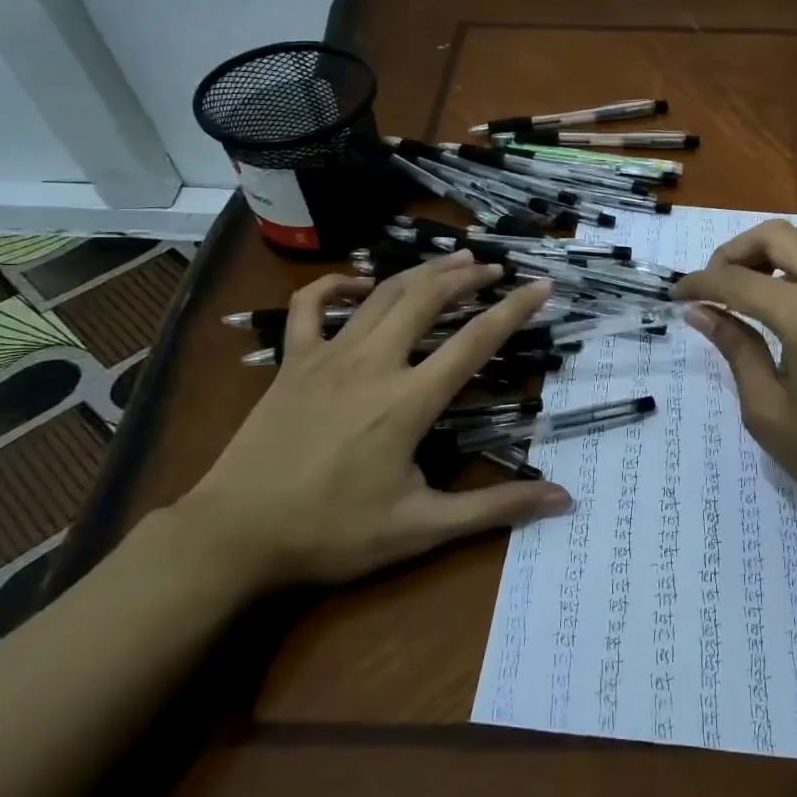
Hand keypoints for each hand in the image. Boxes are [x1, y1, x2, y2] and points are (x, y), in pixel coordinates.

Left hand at [177, 250, 570, 594]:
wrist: (233, 536)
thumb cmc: (331, 532)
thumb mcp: (421, 528)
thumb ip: (493, 508)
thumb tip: (563, 500)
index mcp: (408, 401)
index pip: (475, 341)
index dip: (514, 309)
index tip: (542, 286)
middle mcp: (373, 364)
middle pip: (427, 299)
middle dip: (467, 276)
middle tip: (495, 268)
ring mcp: (327, 356)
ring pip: (382, 294)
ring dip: (422, 271)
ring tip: (453, 260)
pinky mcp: (292, 362)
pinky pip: (310, 305)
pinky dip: (336, 285)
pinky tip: (359, 282)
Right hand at [672, 220, 796, 549]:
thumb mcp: (769, 412)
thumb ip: (736, 350)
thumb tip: (701, 313)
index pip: (739, 281)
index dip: (700, 284)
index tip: (676, 297)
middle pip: (776, 235)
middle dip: (734, 252)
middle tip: (711, 288)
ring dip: (770, 251)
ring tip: (747, 290)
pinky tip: (782, 301)